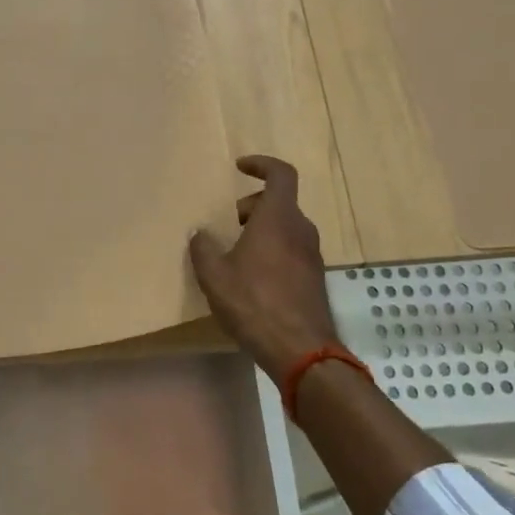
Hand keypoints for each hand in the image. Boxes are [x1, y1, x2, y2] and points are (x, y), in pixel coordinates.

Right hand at [188, 155, 341, 381]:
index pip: (281, 174)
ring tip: (237, 253)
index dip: (262, 165)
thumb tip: (199, 233)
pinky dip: (273, 251)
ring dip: (263, 230)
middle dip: (253, 205)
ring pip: (286, 228)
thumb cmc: (254, 303)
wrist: (300, 349)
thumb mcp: (215, 275)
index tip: (240, 167)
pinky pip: (292, 250)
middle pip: (280, 202)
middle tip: (230, 223)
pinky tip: (253, 279)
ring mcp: (312, 255)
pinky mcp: (315, 278)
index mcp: (278, 218)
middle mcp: (301, 230)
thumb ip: (203, 248)